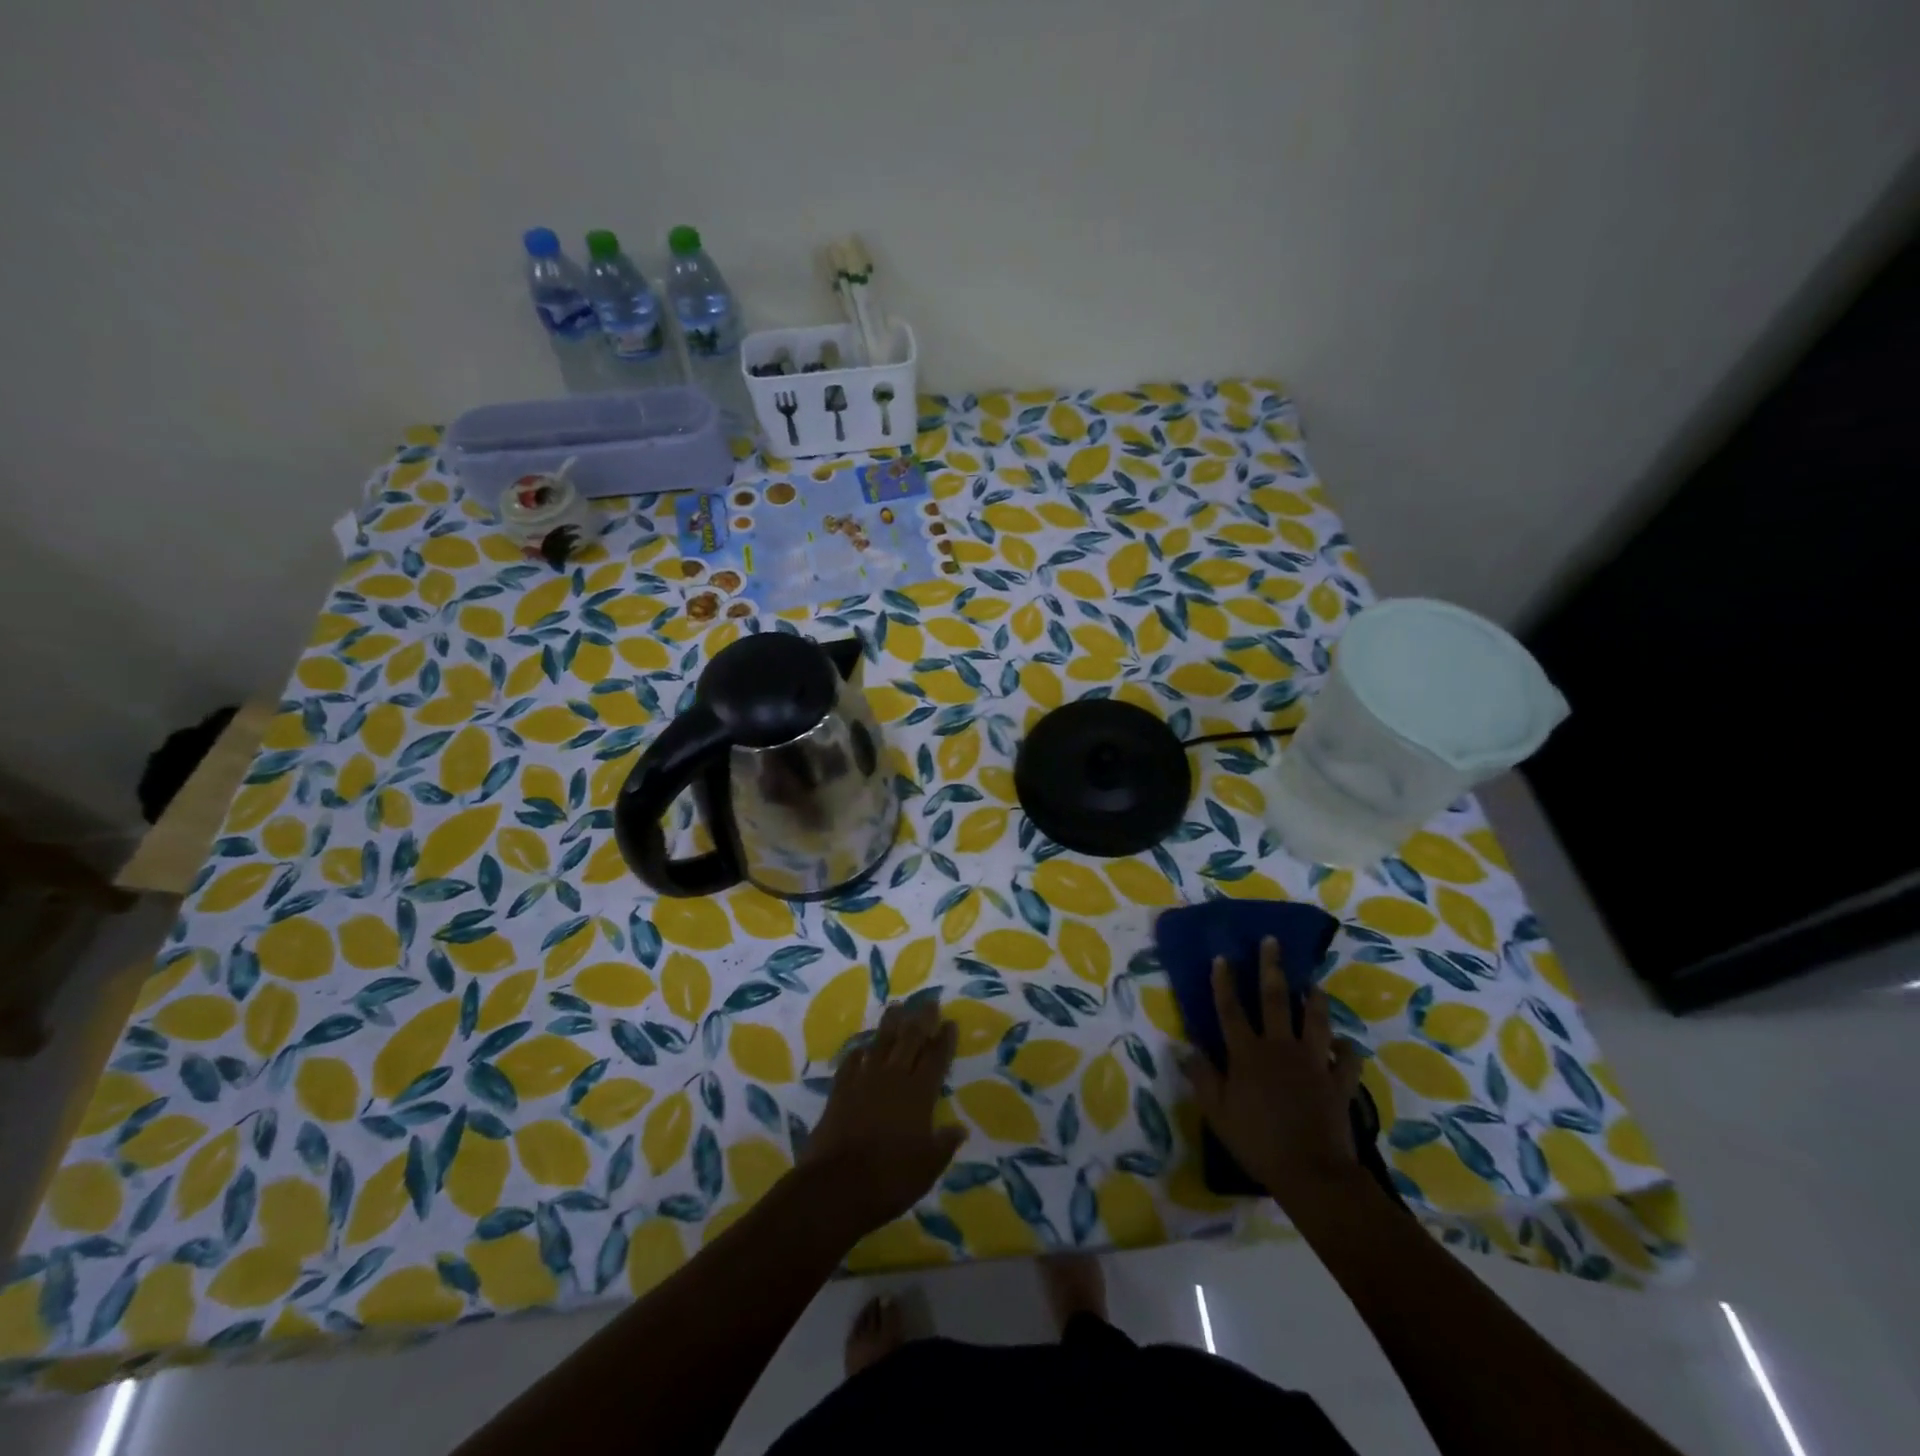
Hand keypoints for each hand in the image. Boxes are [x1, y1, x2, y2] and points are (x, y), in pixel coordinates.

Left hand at [798, 996, 966, 1238]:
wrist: (836, 1187)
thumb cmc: (890, 1179)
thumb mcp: (928, 1167)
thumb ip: (944, 1144)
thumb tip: (960, 1129)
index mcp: (919, 1093)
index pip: (936, 1058)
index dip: (945, 1039)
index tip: (950, 1022)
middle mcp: (893, 1078)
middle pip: (910, 1039)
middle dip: (921, 1019)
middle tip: (929, 1001)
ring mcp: (864, 1081)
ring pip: (880, 1042)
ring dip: (890, 1024)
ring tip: (897, 1007)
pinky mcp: (840, 1090)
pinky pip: (851, 1063)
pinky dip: (858, 1052)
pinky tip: (861, 1047)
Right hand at [1183, 936, 1365, 1214]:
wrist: (1311, 1173)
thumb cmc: (1257, 1141)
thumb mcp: (1217, 1112)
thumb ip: (1202, 1077)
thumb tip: (1185, 1047)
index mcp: (1247, 1053)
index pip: (1230, 1009)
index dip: (1224, 982)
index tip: (1222, 957)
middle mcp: (1279, 1047)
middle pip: (1275, 1000)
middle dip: (1271, 968)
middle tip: (1272, 942)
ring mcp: (1312, 1062)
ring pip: (1315, 1020)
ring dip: (1314, 999)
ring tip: (1314, 983)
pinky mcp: (1338, 1081)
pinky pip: (1347, 1059)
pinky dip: (1346, 1049)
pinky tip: (1344, 1044)